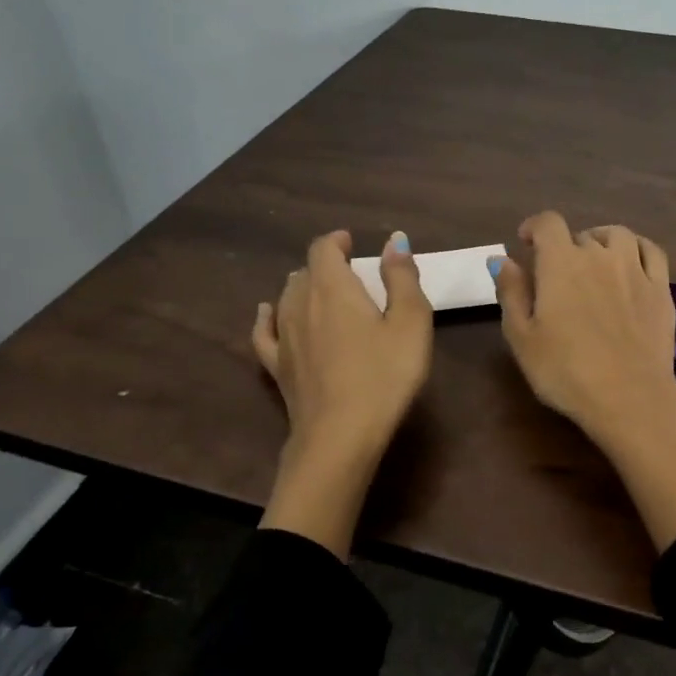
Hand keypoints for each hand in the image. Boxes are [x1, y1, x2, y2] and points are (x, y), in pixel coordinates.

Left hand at [253, 229, 431, 555]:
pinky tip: (268, 313)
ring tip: (323, 293)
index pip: (323, 248)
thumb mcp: (410, 323)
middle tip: (351, 276)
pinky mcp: (276, 366)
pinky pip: (264, 330)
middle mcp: (299, 303)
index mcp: (333, 287)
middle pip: (305, 272)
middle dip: (326, 267)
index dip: (336, 241)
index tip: (352, 242)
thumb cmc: (384, 376)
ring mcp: (283, 336)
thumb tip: (394, 240)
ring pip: (286, 297)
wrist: (340, 435)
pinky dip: (269, 315)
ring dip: (304, 288)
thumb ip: (402, 278)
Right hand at [492, 213, 675, 551]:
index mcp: (561, 263)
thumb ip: (511, 292)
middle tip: (558, 275)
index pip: (547, 223)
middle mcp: (599, 255)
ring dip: (601, 242)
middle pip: (580, 236)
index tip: (526, 242)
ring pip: (618, 236)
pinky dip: (637, 249)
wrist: (629, 397)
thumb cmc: (565, 371)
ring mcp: (635, 270)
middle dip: (565, 248)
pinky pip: (651, 252)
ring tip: (595, 261)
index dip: (534, 227)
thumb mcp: (522, 337)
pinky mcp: (661, 290)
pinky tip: (631, 262)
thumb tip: (501, 260)